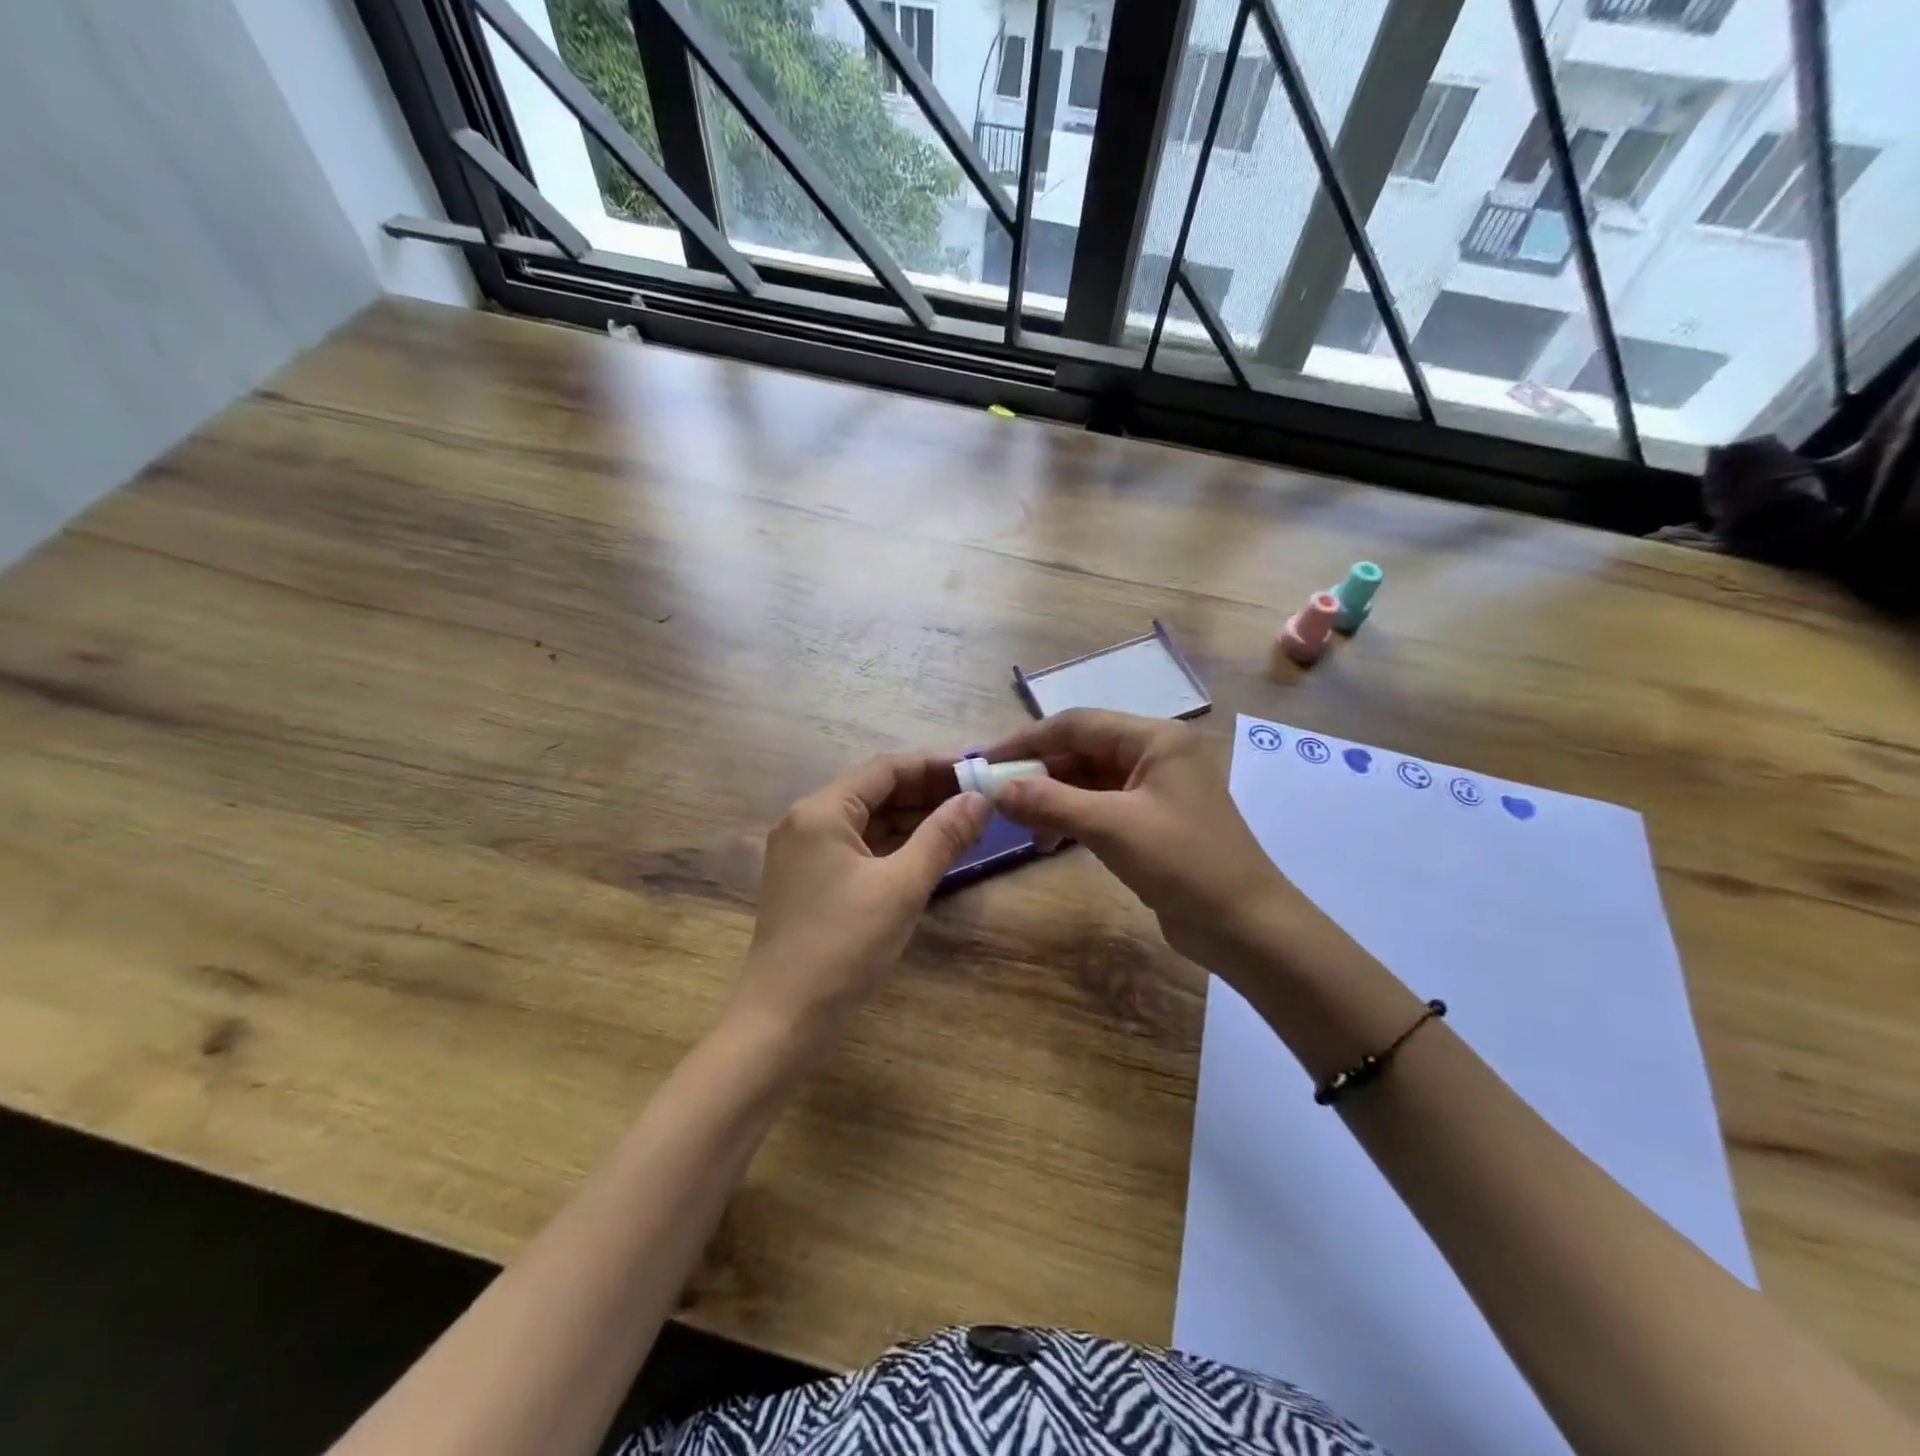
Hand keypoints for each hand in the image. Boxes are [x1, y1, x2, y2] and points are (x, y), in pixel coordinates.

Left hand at [738, 754, 989, 1044]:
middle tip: (977, 801)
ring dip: (913, 820)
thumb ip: (943, 836)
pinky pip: (859, 848)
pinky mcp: (810, 881)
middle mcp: (806, 822)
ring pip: (868, 821)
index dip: (933, 766)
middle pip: (874, 791)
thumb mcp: (902, 888)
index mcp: (820, 812)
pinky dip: (894, 846)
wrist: (783, 1021)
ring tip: (963, 826)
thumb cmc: (843, 947)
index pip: (884, 769)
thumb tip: (979, 799)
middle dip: (926, 794)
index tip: (976, 772)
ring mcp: (805, 853)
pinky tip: (929, 853)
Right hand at [983, 710, 1297, 974]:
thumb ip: (1051, 802)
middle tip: (995, 794)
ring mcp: (1153, 788)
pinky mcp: (1150, 820)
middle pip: (1081, 750)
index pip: (1077, 723)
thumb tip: (997, 790)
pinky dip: (1070, 818)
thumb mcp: (1112, 827)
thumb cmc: (1183, 863)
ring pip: (1087, 780)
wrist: (1245, 925)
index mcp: (1154, 738)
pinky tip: (1047, 841)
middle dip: (1038, 771)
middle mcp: (1154, 754)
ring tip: (1019, 823)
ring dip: (1051, 798)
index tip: (986, 759)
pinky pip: (1099, 806)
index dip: (1028, 739)